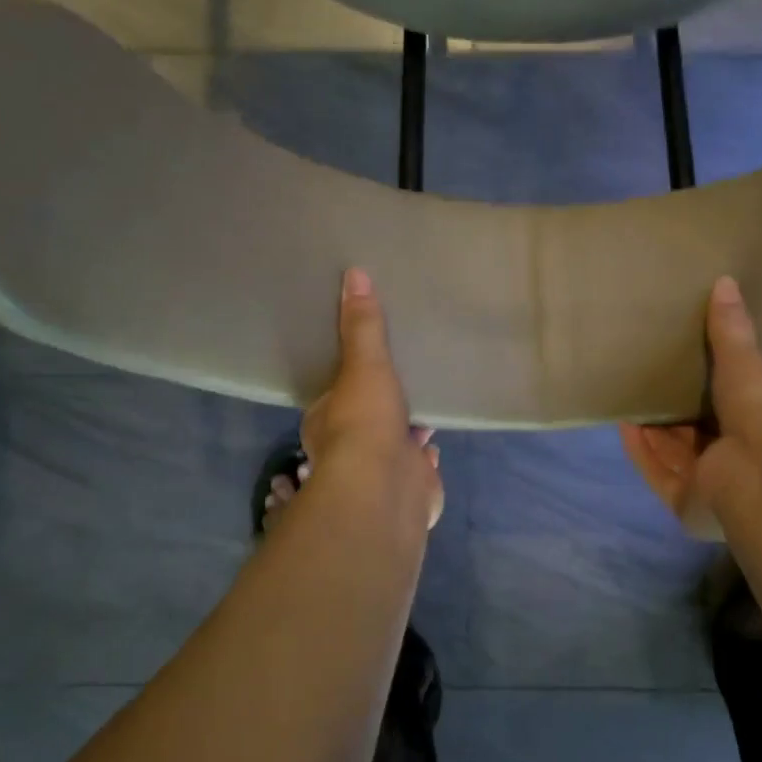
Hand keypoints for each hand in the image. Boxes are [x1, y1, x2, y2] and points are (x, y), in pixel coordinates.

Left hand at [301, 267, 444, 531]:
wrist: (387, 488)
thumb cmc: (365, 423)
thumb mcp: (364, 363)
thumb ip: (363, 325)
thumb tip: (353, 273)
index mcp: (326, 422)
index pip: (335, 399)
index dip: (348, 386)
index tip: (364, 371)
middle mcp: (348, 451)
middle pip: (365, 423)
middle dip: (381, 410)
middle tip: (400, 388)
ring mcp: (380, 473)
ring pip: (392, 447)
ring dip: (404, 435)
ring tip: (423, 412)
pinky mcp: (410, 488)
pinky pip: (419, 467)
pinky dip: (425, 457)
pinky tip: (435, 446)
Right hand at [619, 277, 761, 563]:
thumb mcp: (747, 361)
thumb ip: (731, 329)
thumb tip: (725, 281)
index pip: (732, 406)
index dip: (708, 388)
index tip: (683, 363)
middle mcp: (739, 459)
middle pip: (697, 433)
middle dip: (672, 411)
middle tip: (647, 379)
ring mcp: (713, 485)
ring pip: (674, 454)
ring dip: (652, 430)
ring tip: (628, 397)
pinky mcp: (687, 503)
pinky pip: (658, 473)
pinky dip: (641, 451)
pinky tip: (624, 425)